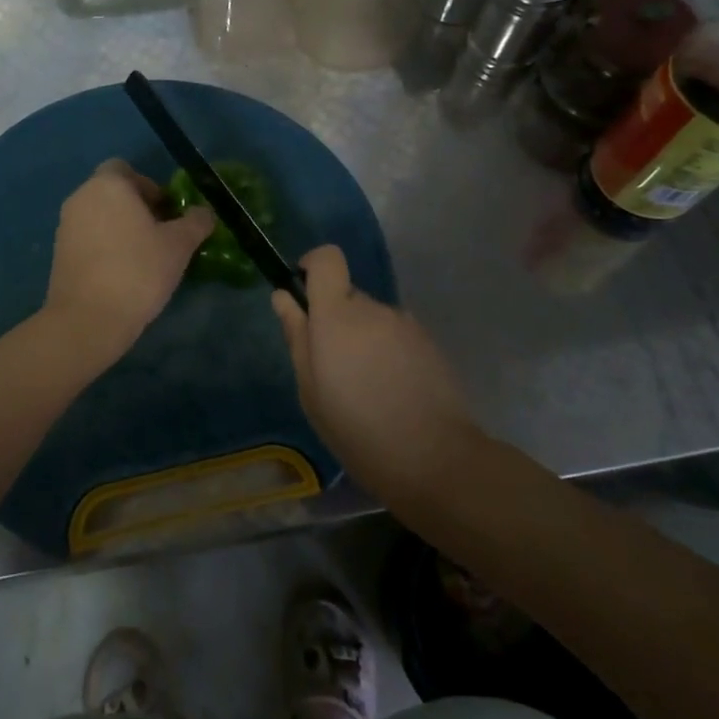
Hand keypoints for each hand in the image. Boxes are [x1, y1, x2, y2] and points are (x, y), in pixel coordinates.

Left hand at [41, 160, 214, 367]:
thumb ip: (195, 222)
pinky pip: (88, 238)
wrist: (88, 319)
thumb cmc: (137, 270)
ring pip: (100, 216)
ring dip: (121, 228)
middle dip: (138, 209)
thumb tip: (204, 212)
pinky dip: (105, 246)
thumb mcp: (179, 246)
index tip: (166, 213)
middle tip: (162, 236)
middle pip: (113, 192)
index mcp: (108, 185)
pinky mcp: (59, 253)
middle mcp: (81, 197)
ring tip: (145, 258)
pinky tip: (123, 274)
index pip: (126, 169)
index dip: (149, 186)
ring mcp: (65, 225)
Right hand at [272, 245, 482, 502]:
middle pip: (348, 295)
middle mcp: (373, 308)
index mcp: (338, 315)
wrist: (435, 460)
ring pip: (372, 318)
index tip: (303, 292)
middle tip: (333, 367)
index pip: (327, 258)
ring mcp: (405, 323)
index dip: (312, 265)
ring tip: (365, 387)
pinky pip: (395, 335)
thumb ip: (297, 336)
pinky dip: (387, 352)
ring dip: (363, 338)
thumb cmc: (357, 430)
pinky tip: (391, 391)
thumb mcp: (311, 390)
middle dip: (336, 319)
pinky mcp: (429, 342)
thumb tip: (283, 297)